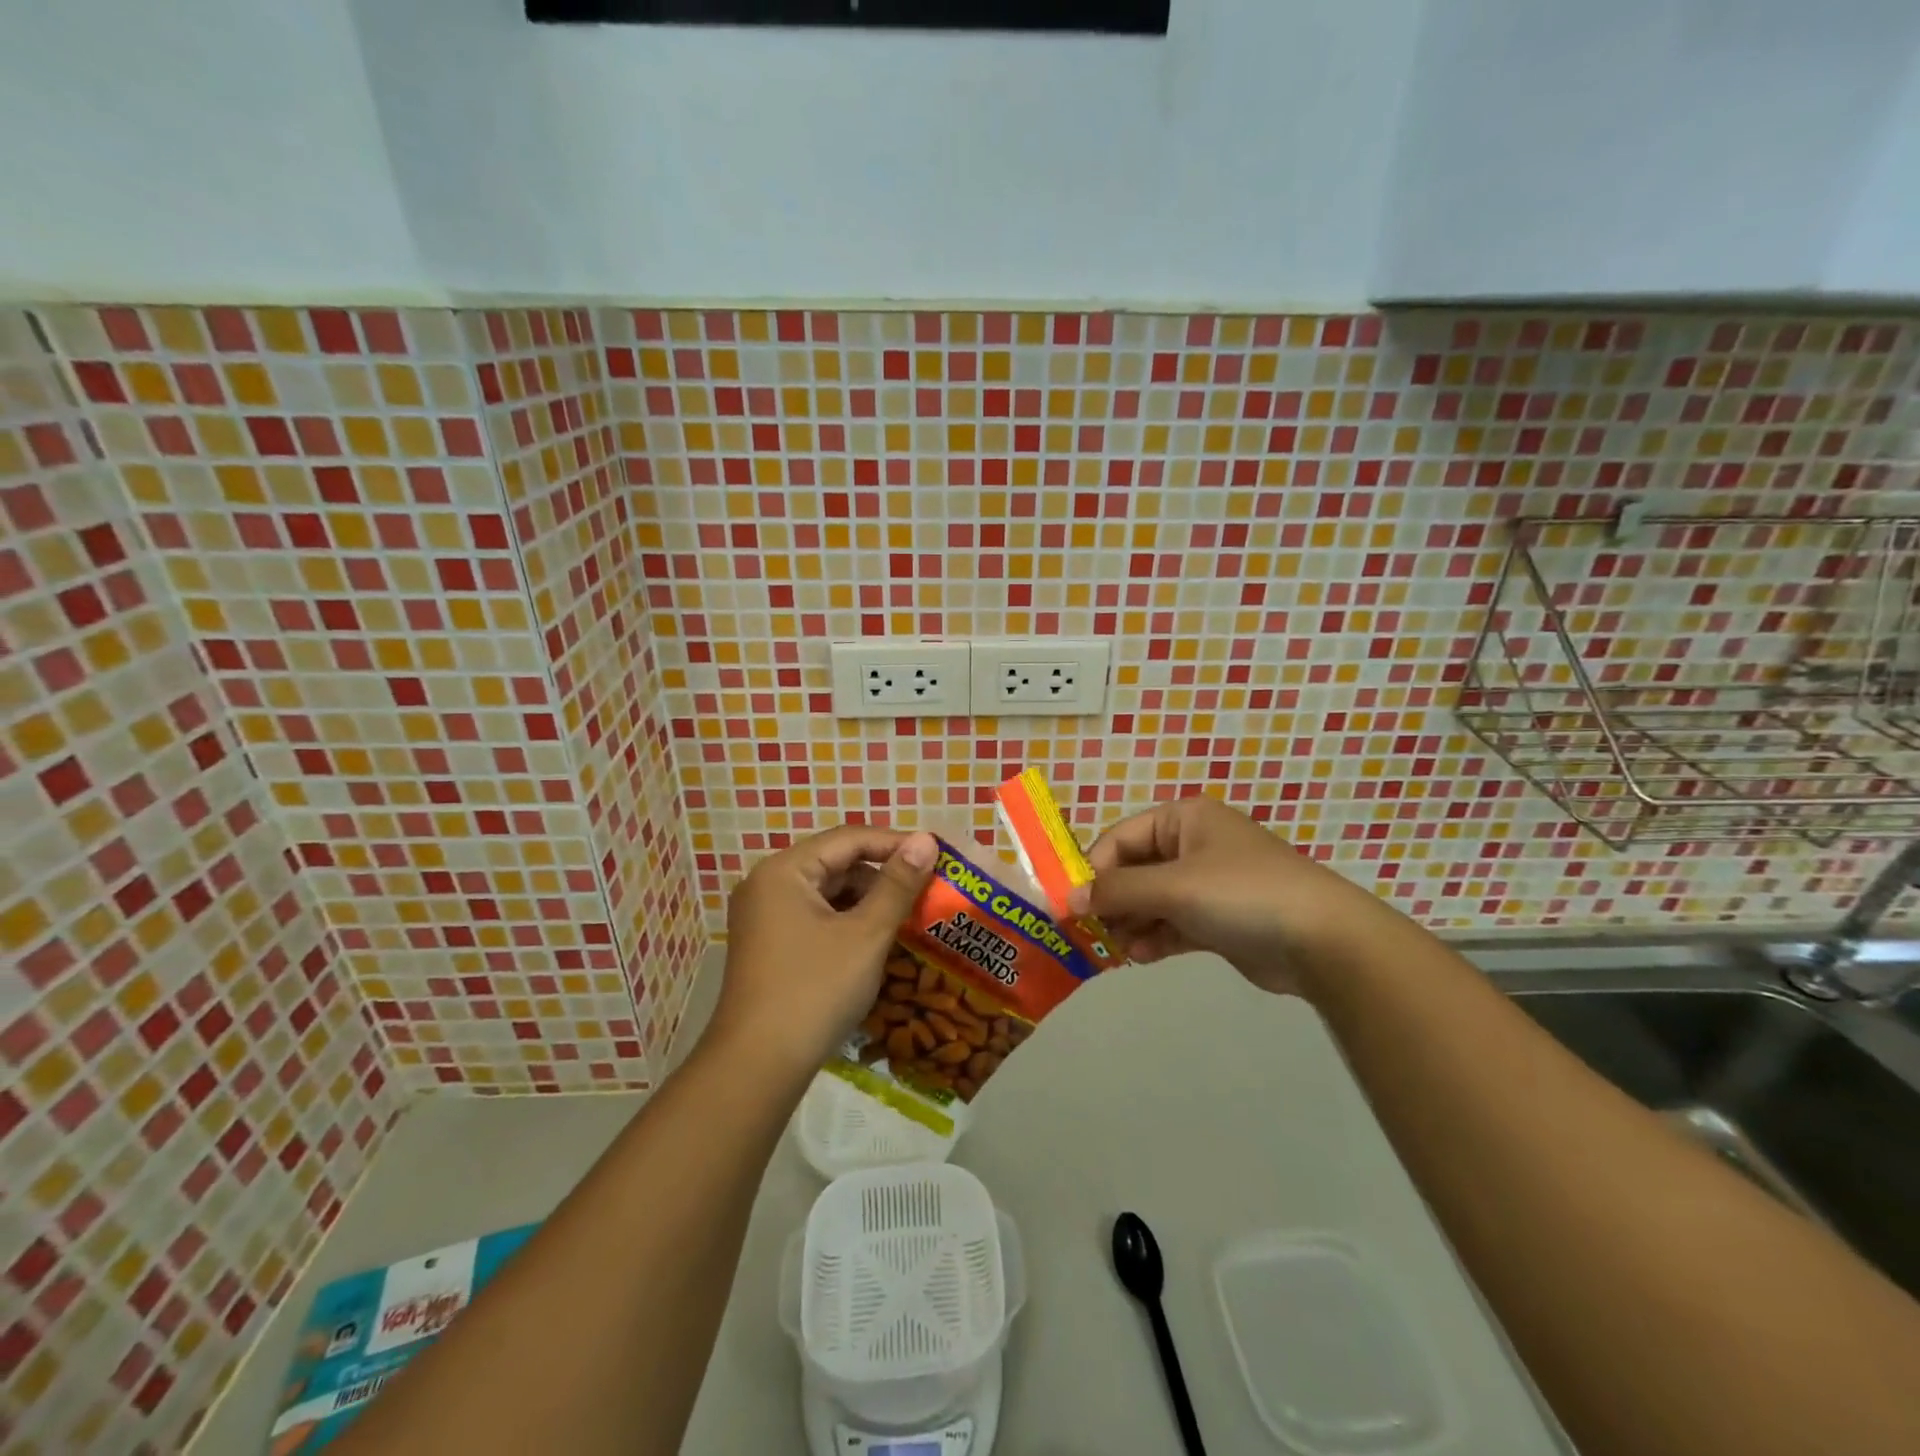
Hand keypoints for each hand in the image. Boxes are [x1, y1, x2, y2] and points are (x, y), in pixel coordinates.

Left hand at [710, 826, 938, 1076]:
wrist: (757, 1067)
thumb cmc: (815, 991)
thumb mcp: (866, 934)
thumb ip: (898, 884)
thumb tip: (926, 840)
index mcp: (784, 870)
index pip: (848, 839)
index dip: (895, 843)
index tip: (935, 855)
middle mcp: (767, 884)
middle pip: (835, 863)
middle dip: (881, 874)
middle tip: (925, 888)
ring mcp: (763, 916)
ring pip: (826, 892)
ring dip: (866, 900)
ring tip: (907, 916)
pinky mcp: (767, 944)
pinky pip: (814, 916)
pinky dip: (845, 922)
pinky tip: (874, 941)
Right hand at [1068, 797, 1394, 997]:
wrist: (1323, 941)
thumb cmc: (1242, 894)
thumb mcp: (1173, 887)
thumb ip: (1118, 891)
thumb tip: (1069, 898)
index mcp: (1184, 819)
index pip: (1121, 838)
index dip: (1093, 869)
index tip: (1070, 904)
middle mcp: (1194, 844)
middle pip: (1134, 870)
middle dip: (1112, 901)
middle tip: (1087, 932)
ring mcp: (1208, 883)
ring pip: (1152, 900)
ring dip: (1131, 923)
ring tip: (1115, 949)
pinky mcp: (1219, 919)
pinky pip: (1173, 923)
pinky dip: (1155, 938)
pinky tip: (1140, 957)